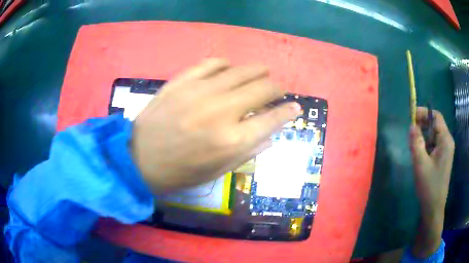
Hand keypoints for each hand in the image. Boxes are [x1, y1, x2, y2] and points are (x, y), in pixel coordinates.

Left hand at [131, 59, 299, 193]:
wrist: (139, 159)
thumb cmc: (180, 172)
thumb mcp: (218, 172)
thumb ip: (249, 151)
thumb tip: (271, 134)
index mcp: (233, 140)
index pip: (273, 118)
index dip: (289, 111)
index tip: (295, 107)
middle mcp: (222, 111)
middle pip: (263, 88)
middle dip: (276, 88)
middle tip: (277, 90)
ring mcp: (200, 91)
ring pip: (242, 70)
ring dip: (258, 71)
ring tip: (261, 74)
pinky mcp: (182, 81)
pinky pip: (212, 63)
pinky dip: (226, 64)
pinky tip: (229, 69)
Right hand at [409, 107, 454, 257]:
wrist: (433, 208)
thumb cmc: (429, 186)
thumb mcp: (420, 164)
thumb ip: (416, 142)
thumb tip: (412, 125)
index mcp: (445, 140)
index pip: (436, 117)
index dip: (424, 113)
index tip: (412, 116)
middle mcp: (447, 142)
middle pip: (435, 125)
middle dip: (423, 125)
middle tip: (411, 132)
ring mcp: (446, 151)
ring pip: (434, 136)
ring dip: (424, 137)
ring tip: (414, 145)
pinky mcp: (443, 159)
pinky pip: (434, 145)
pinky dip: (426, 145)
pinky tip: (420, 155)